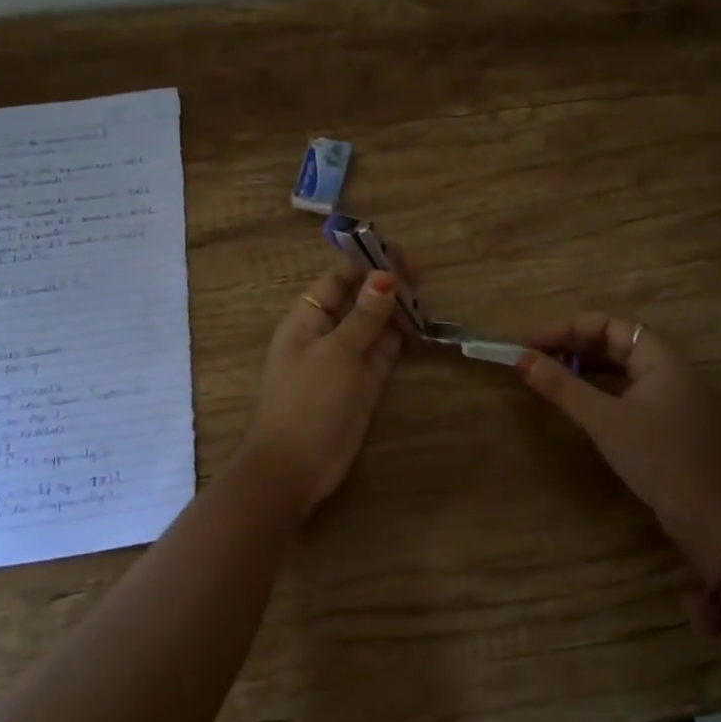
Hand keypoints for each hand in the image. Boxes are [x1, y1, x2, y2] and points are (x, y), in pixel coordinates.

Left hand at [236, 263, 404, 518]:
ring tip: (425, 296)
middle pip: (359, 300)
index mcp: (306, 320)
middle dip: (386, 286)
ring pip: (374, 325)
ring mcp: (346, 359)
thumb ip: (364, 316)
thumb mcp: (337, 353)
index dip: (365, 264)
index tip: (399, 253)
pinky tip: (421, 327)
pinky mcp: (363, 383)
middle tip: (422, 275)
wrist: (294, 468)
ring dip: (396, 311)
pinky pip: (383, 352)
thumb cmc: (308, 401)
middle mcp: (327, 334)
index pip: (338, 280)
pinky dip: (401, 339)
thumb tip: (385, 275)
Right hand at [517, 314, 720, 566]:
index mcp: (661, 358)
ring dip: (583, 365)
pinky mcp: (665, 418)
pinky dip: (597, 386)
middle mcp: (669, 368)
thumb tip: (522, 359)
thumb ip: (562, 386)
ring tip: (546, 371)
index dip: (567, 328)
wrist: (704, 516)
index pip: (609, 325)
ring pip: (619, 366)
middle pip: (614, 342)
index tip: (530, 342)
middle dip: (572, 344)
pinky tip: (574, 396)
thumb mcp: (603, 420)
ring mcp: (669, 394)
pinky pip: (625, 388)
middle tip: (533, 355)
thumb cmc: (655, 458)